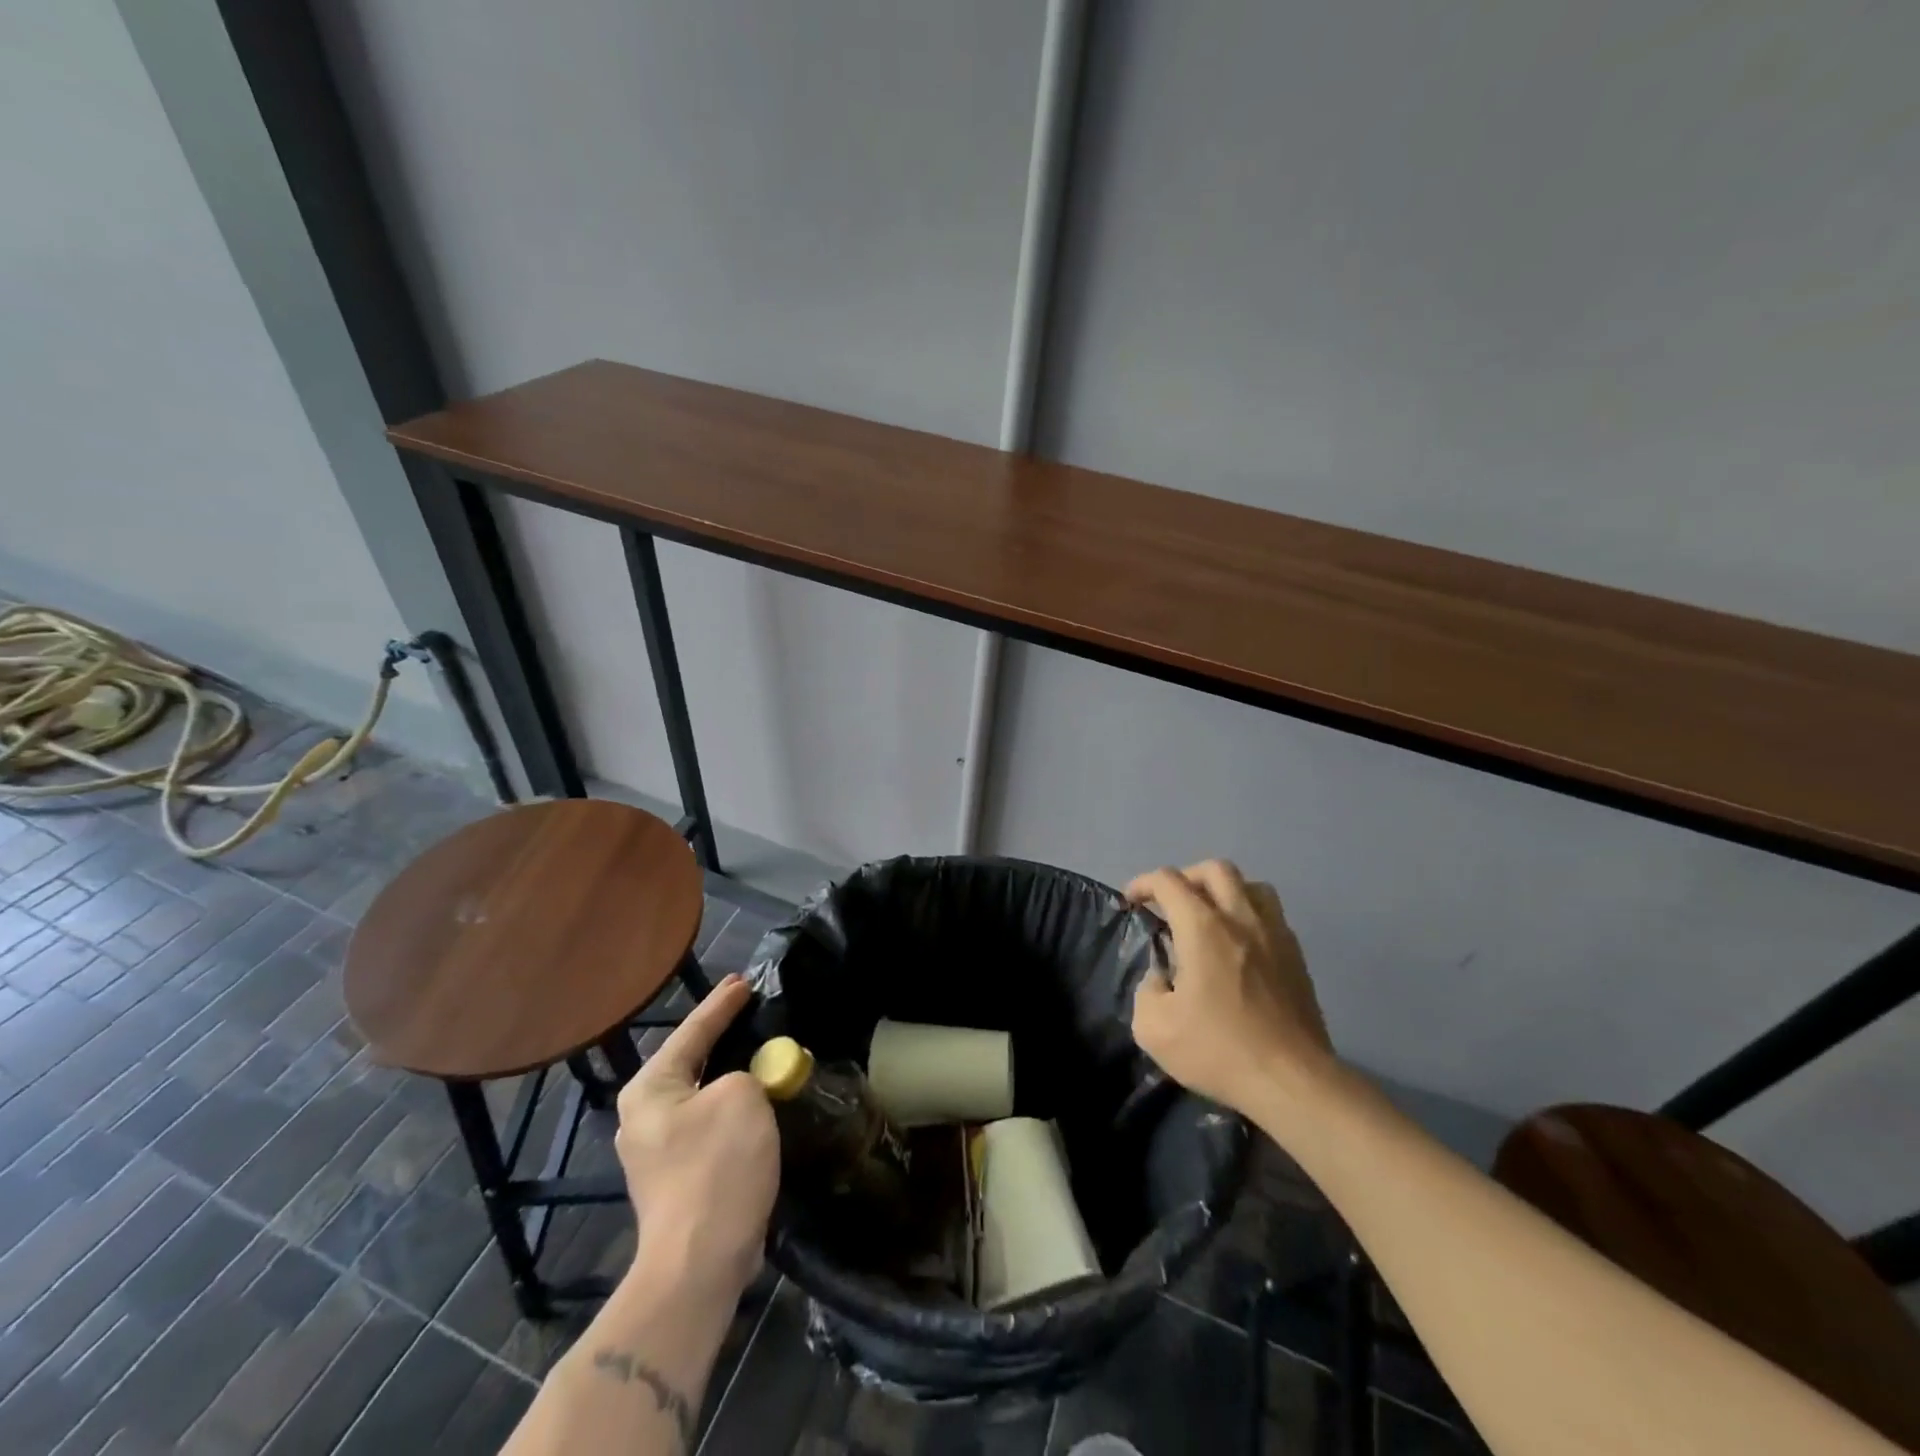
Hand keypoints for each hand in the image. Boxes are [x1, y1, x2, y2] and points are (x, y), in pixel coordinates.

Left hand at [615, 975, 777, 1295]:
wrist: (699, 1263)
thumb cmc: (716, 1168)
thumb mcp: (740, 1097)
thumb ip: (745, 1073)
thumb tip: (743, 1084)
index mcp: (650, 1089)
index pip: (692, 1031)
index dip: (722, 1004)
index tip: (744, 981)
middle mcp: (644, 1115)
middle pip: (691, 1060)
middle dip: (722, 1036)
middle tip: (751, 1008)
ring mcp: (657, 1150)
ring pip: (702, 1094)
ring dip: (731, 1074)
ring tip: (760, 1052)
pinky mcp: (678, 1176)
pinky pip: (709, 1122)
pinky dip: (732, 1106)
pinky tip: (756, 1101)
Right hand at [1127, 861, 1335, 1114]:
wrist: (1292, 1081)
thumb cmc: (1219, 1050)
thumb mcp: (1153, 1029)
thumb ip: (1146, 991)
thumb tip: (1161, 978)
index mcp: (1203, 927)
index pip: (1169, 881)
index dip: (1144, 883)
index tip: (1132, 902)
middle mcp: (1241, 918)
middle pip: (1214, 869)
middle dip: (1186, 878)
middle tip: (1171, 904)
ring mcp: (1275, 935)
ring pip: (1251, 885)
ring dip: (1225, 891)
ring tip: (1210, 916)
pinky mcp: (1297, 957)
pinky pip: (1271, 916)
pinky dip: (1249, 916)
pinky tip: (1240, 947)